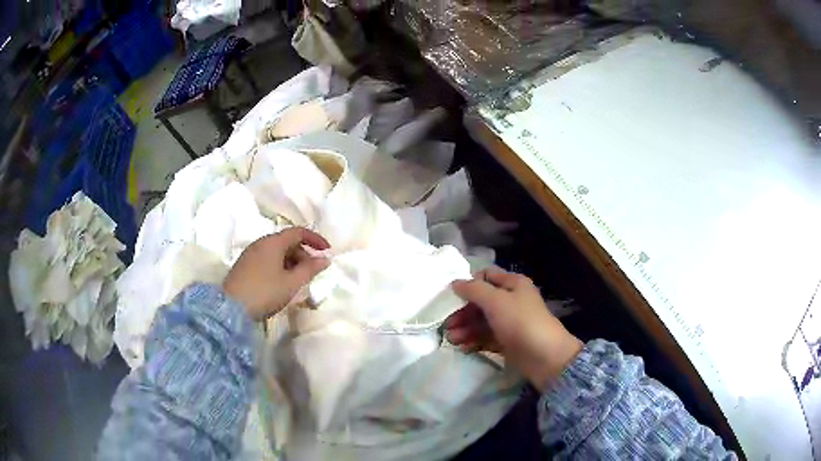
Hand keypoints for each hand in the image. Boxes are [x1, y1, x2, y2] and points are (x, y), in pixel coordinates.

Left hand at [223, 228, 329, 320]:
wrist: (230, 308)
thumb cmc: (264, 292)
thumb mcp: (291, 283)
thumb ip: (310, 269)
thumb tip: (325, 259)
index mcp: (273, 242)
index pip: (298, 232)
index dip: (315, 239)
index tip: (327, 251)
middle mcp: (261, 242)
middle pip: (287, 241)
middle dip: (303, 253)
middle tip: (312, 271)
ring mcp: (250, 253)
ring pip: (276, 251)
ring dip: (291, 261)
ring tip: (298, 280)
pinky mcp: (244, 265)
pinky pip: (267, 258)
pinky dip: (279, 265)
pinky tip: (281, 282)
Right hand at [446, 269, 582, 388]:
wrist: (545, 356)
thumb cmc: (521, 322)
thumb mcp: (496, 301)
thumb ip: (473, 290)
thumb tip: (455, 282)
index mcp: (513, 284)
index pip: (487, 276)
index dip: (469, 284)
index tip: (452, 296)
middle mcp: (511, 301)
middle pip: (481, 301)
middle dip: (463, 312)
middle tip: (447, 324)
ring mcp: (510, 323)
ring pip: (482, 321)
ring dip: (465, 328)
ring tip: (452, 340)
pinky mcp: (507, 341)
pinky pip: (486, 337)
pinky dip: (474, 340)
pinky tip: (463, 347)